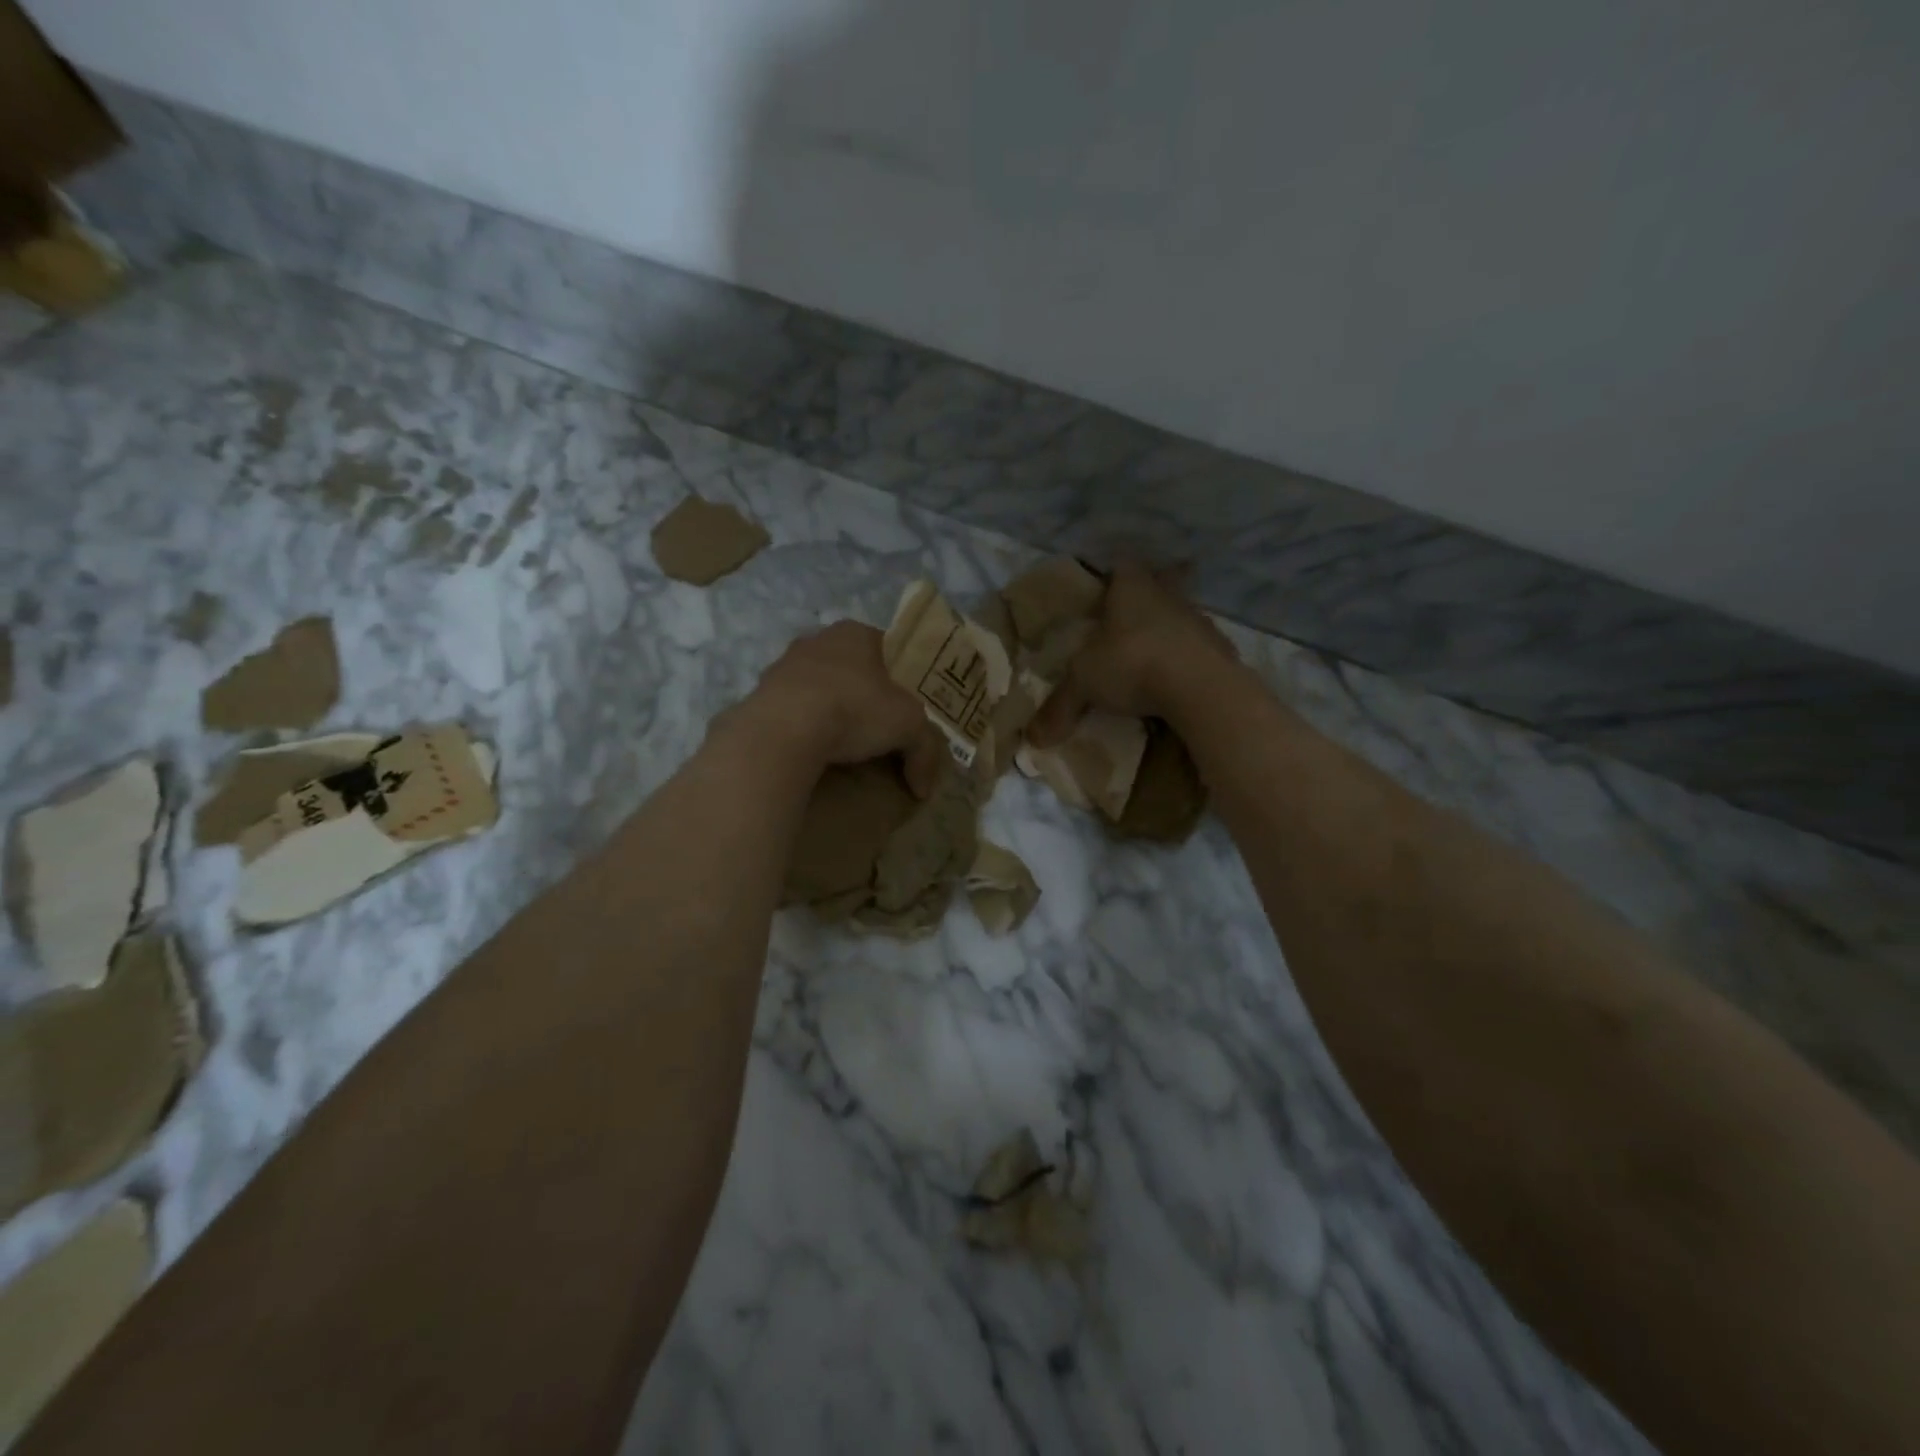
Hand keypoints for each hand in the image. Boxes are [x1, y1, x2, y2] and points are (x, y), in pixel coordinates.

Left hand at [721, 620, 946, 795]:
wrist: (784, 730)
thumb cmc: (855, 709)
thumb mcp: (909, 727)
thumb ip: (925, 750)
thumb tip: (925, 788)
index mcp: (856, 633)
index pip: (888, 649)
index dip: (902, 678)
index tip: (908, 707)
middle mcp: (818, 640)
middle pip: (852, 668)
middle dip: (865, 696)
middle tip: (880, 729)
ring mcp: (783, 666)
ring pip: (819, 688)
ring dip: (832, 711)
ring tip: (845, 746)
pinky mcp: (760, 695)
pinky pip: (793, 712)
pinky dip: (805, 728)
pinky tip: (814, 752)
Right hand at [1028, 562, 1236, 744]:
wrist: (1203, 687)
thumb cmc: (1133, 664)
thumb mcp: (1083, 684)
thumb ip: (1059, 706)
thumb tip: (1033, 738)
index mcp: (1132, 587)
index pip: (1121, 567)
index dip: (1111, 578)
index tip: (1102, 595)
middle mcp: (1168, 595)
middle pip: (1158, 585)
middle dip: (1144, 601)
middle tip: (1126, 625)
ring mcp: (1199, 621)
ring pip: (1179, 618)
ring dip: (1166, 634)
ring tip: (1148, 661)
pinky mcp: (1222, 650)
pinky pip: (1197, 651)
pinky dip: (1185, 663)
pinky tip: (1174, 685)